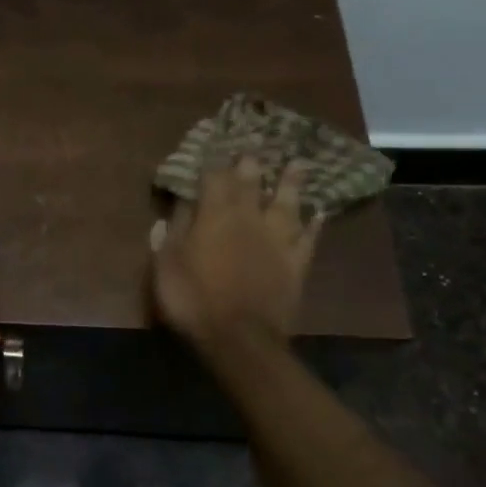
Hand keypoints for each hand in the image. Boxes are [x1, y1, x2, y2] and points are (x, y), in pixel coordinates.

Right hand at [151, 158, 323, 352]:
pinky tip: (319, 213)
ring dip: (291, 183)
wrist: (239, 338)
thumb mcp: (166, 264)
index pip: (214, 178)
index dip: (213, 163)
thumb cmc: (193, 298)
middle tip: (255, 148)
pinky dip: (314, 223)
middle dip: (251, 164)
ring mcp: (277, 240)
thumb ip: (172, 231)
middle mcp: (249, 219)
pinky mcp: (296, 264)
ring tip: (297, 164)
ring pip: (287, 203)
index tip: (213, 150)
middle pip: (252, 183)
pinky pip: (309, 238)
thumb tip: (178, 203)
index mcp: (214, 215)